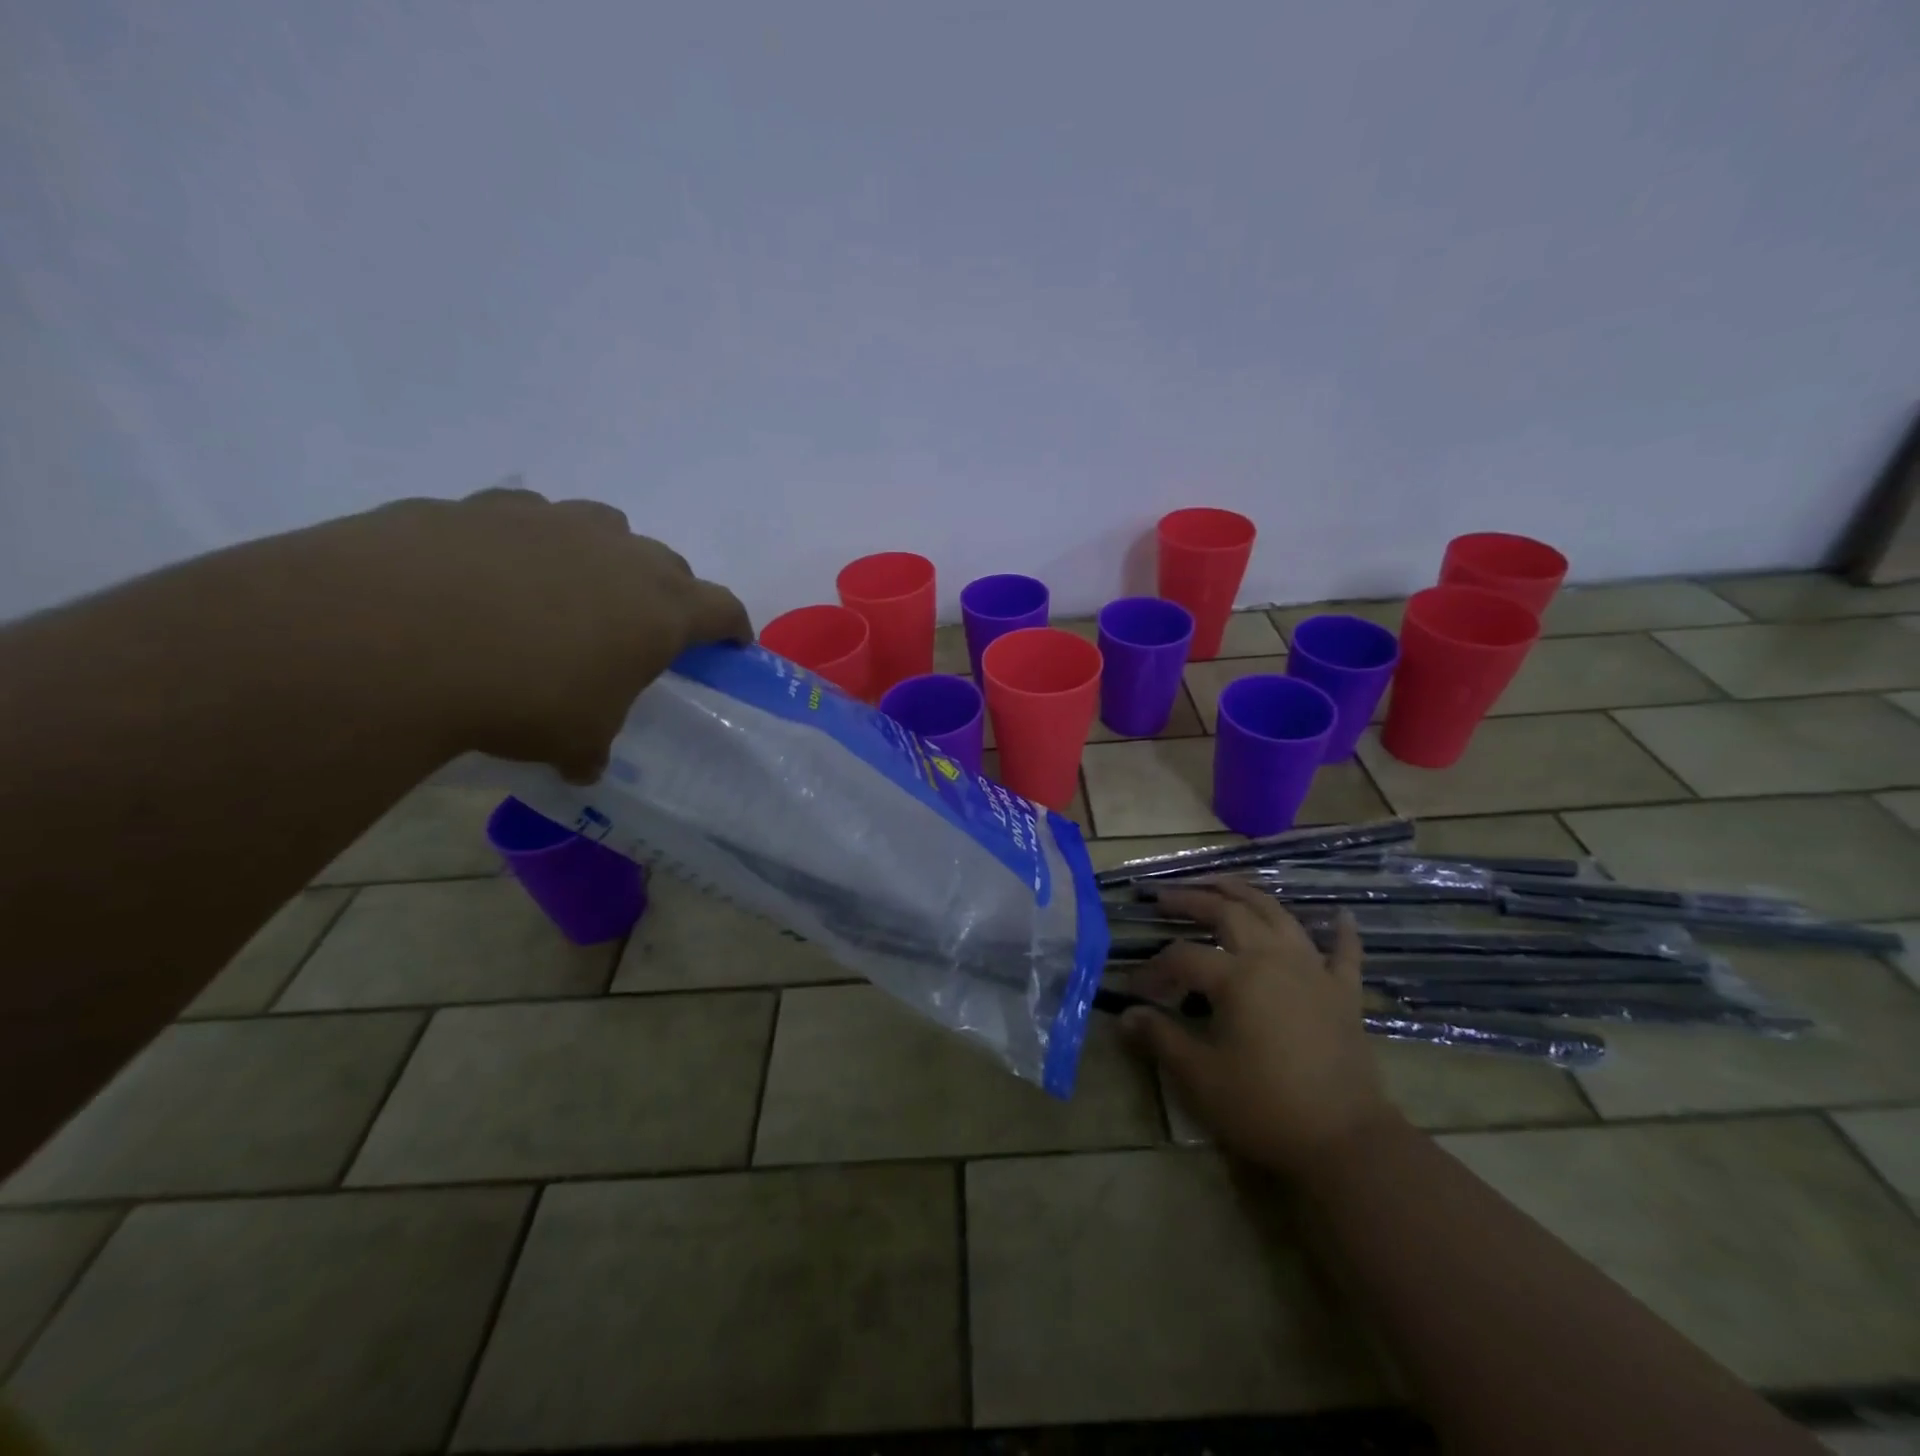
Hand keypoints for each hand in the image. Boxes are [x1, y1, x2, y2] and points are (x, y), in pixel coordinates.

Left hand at [318, 486, 749, 779]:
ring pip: (602, 528)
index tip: (731, 643)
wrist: (394, 637)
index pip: (723, 608)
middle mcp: (619, 552)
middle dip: (666, 593)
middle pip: (667, 563)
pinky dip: (525, 545)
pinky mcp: (482, 505)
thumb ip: (591, 746)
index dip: (732, 627)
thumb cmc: (522, 695)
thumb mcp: (574, 738)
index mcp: (661, 608)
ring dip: (601, 557)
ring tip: (567, 594)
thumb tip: (583, 765)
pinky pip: (524, 520)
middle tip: (641, 627)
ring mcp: (552, 520)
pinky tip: (489, 578)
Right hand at [1120, 880, 1400, 1176]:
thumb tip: (1125, 1015)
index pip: (1183, 957)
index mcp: (1237, 976)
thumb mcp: (1200, 1076)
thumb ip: (1160, 1038)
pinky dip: (1341, 932)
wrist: (1346, 1142)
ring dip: (1248, 894)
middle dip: (1193, 900)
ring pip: (1278, 916)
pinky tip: (1339, 915)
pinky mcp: (1344, 994)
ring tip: (1222, 883)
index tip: (1134, 988)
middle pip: (1229, 913)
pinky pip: (1344, 953)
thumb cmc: (1264, 1106)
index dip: (1154, 968)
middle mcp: (1274, 959)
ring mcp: (1314, 972)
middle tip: (1165, 896)